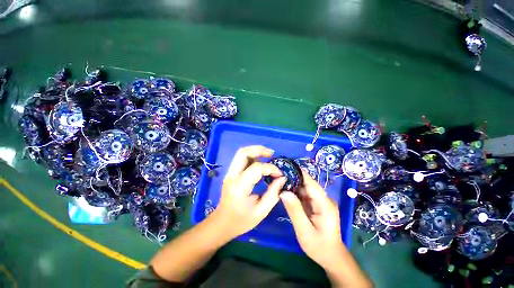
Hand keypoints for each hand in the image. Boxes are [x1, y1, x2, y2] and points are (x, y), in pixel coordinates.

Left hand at [213, 145, 285, 238]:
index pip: (256, 168)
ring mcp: (229, 173)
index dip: (271, 168)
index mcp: (239, 187)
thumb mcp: (261, 212)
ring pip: (241, 153)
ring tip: (268, 155)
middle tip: (272, 154)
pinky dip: (252, 156)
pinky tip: (261, 161)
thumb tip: (282, 178)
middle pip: (243, 153)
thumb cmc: (241, 221)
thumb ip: (273, 194)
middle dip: (259, 150)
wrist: (222, 223)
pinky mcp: (231, 173)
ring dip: (255, 151)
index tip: (280, 174)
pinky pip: (241, 159)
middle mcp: (232, 176)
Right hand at [280, 170, 344, 268]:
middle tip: (278, 174)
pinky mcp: (315, 204)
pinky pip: (304, 195)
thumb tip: (283, 192)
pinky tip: (285, 189)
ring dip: (293, 184)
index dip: (299, 173)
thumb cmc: (319, 246)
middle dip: (293, 178)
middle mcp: (323, 199)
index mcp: (325, 204)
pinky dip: (295, 192)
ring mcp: (319, 202)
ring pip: (305, 188)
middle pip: (307, 184)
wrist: (330, 257)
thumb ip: (294, 210)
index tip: (286, 167)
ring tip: (279, 179)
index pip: (311, 183)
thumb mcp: (304, 231)